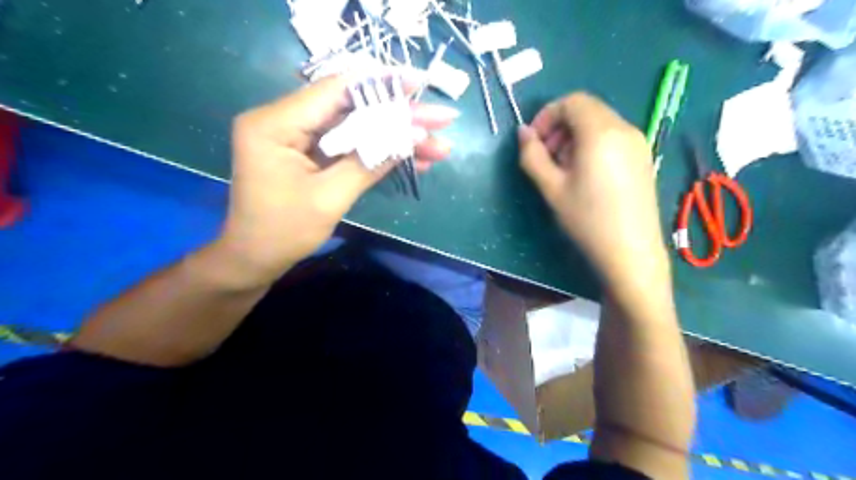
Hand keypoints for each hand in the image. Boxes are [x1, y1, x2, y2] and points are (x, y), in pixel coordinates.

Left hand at [219, 73, 457, 283]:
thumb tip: (413, 135)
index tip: (420, 84)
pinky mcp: (310, 153)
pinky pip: (349, 147)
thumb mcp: (330, 197)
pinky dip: (379, 153)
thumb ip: (370, 162)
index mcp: (275, 123)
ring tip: (438, 147)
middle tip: (442, 119)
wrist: (255, 260)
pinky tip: (414, 160)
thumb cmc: (284, 232)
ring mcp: (298, 137)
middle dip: (400, 117)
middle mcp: (284, 120)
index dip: (381, 85)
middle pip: (352, 109)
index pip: (335, 90)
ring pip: (357, 129)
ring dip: (396, 138)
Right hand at [518, 91, 671, 290]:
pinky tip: (585, 175)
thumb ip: (532, 155)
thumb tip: (522, 132)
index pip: (571, 102)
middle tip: (546, 158)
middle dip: (559, 127)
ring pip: (599, 123)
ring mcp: (638, 143)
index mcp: (601, 132)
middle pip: (586, 110)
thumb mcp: (551, 188)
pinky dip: (592, 145)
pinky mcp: (643, 158)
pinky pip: (612, 138)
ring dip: (574, 137)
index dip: (546, 116)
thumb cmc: (587, 219)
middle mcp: (624, 129)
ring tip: (564, 170)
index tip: (534, 142)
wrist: (630, 252)